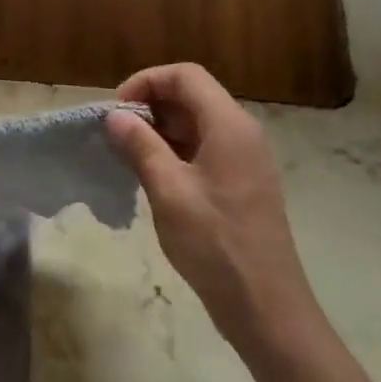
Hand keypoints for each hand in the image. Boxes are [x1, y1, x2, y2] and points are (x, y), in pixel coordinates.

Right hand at [105, 64, 322, 355]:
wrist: (265, 305)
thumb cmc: (215, 243)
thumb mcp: (168, 191)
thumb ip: (141, 146)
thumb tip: (115, 116)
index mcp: (229, 125)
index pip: (185, 76)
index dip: (146, 82)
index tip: (117, 111)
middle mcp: (242, 132)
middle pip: (192, 95)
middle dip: (150, 105)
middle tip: (117, 134)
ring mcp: (245, 158)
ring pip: (197, 123)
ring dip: (160, 129)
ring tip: (128, 154)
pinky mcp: (242, 182)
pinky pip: (204, 148)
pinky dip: (175, 150)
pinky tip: (152, 175)